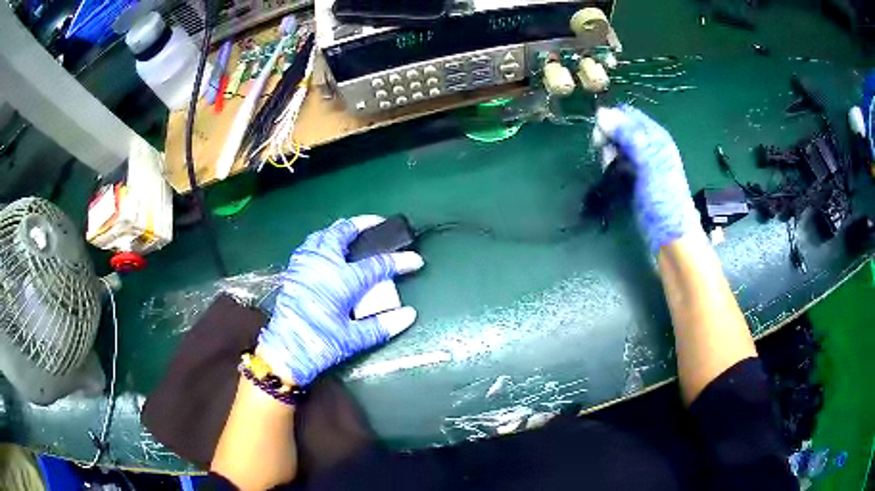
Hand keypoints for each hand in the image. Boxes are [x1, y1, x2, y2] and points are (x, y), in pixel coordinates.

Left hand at [257, 216, 423, 385]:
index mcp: (342, 280)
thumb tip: (409, 315)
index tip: (416, 260)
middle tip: (379, 223)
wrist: (284, 351)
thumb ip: (382, 325)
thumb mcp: (354, 339)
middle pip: (344, 232)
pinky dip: (322, 239)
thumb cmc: (320, 345)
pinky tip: (327, 248)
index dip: (400, 261)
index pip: (378, 264)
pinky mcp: (293, 270)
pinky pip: (309, 244)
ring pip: (323, 234)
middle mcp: (323, 264)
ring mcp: (305, 264)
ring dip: (340, 229)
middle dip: (364, 223)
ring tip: (353, 232)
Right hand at [594, 106, 701, 251]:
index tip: (600, 137)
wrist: (670, 236)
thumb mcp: (648, 163)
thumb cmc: (664, 199)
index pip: (627, 113)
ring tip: (609, 168)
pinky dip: (611, 166)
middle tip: (605, 157)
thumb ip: (628, 136)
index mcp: (655, 136)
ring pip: (617, 145)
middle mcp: (649, 145)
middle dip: (608, 137)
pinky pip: (618, 162)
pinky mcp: (635, 178)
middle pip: (620, 128)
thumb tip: (601, 112)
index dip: (611, 119)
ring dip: (608, 153)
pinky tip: (612, 176)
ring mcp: (642, 163)